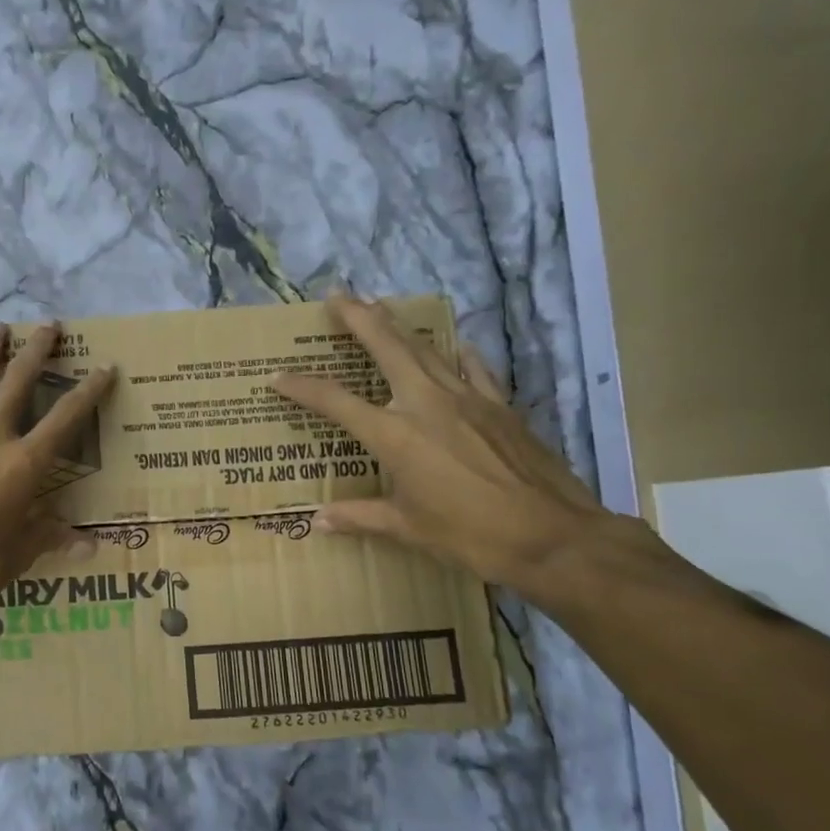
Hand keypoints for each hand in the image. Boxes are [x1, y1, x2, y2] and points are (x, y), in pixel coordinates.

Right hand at [272, 294, 605, 593]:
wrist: (551, 536)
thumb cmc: (470, 535)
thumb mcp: (408, 529)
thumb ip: (360, 518)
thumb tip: (318, 521)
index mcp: (394, 435)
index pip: (336, 402)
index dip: (302, 388)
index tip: (278, 377)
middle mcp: (425, 403)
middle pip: (386, 347)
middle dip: (358, 318)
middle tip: (337, 295)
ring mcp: (466, 398)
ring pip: (425, 348)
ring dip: (398, 325)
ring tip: (379, 306)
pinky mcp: (498, 405)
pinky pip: (471, 367)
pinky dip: (456, 353)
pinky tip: (454, 344)